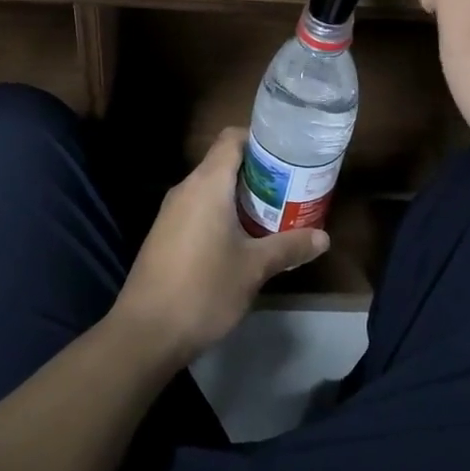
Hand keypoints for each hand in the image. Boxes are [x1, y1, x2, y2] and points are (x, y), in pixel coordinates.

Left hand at [112, 128, 328, 365]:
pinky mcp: (165, 234)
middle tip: (292, 187)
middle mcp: (186, 188)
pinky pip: (199, 209)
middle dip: (259, 172)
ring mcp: (171, 212)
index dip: (260, 138)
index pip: (232, 138)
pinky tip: (243, 239)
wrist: (146, 332)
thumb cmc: (204, 289)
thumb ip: (289, 247)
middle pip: (224, 162)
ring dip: (241, 196)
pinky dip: (223, 213)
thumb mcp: (254, 268)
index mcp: (207, 184)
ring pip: (211, 188)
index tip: (289, 152)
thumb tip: (323, 237)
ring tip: (275, 212)